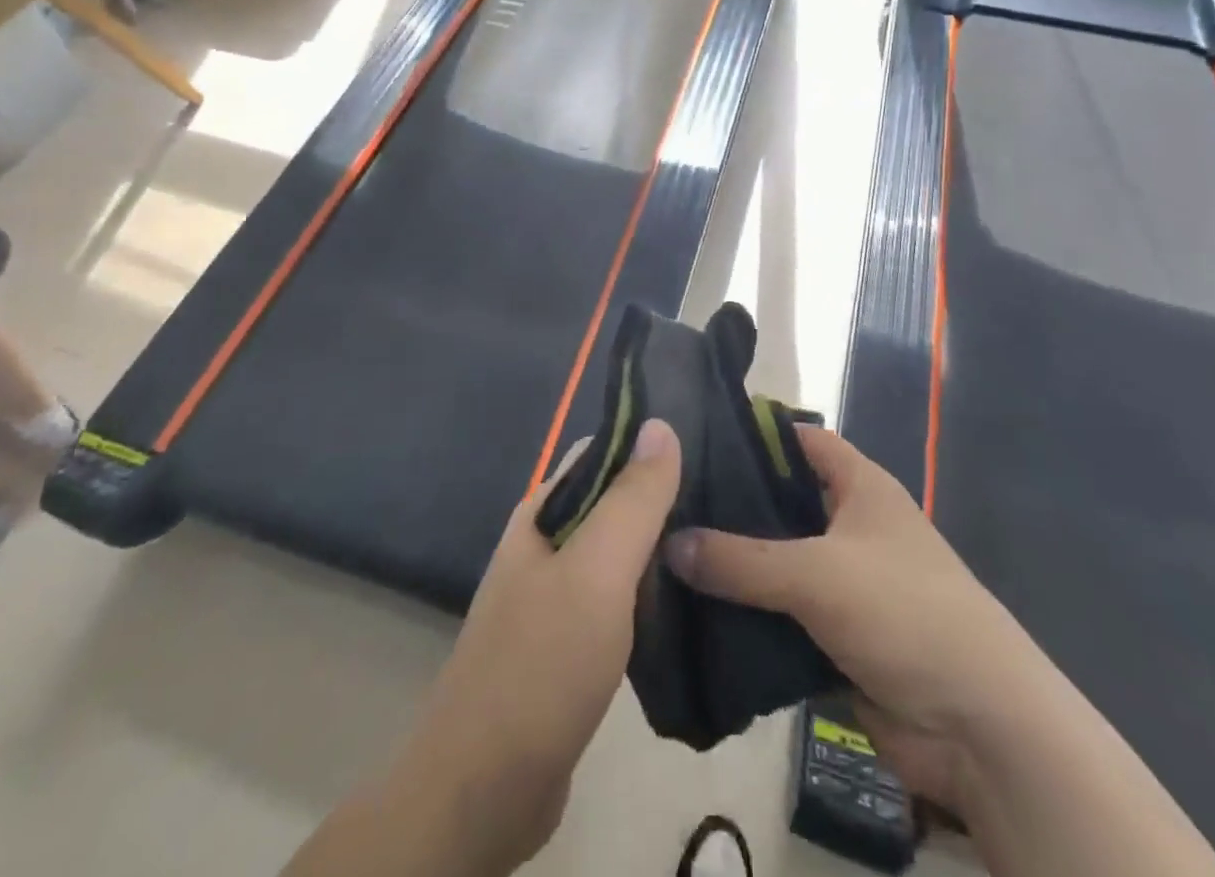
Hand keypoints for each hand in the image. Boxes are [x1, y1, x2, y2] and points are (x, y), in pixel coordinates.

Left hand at [395, 418, 682, 874]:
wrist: (483, 791)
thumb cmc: (542, 664)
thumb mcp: (596, 571)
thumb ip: (632, 499)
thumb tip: (660, 423)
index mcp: (543, 513)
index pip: (603, 453)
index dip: (651, 444)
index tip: (710, 446)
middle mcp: (546, 545)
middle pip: (613, 501)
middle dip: (664, 498)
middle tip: (730, 502)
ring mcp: (555, 596)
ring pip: (619, 553)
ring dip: (662, 548)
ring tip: (724, 544)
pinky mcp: (570, 644)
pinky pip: (618, 599)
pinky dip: (652, 594)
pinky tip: (692, 601)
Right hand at [664, 425, 1032, 805]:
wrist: (980, 728)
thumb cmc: (904, 613)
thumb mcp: (816, 574)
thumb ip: (740, 560)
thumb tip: (669, 542)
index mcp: (860, 487)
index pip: (800, 439)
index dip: (755, 433)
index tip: (696, 436)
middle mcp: (850, 526)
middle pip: (781, 503)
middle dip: (731, 506)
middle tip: (666, 501)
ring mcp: (844, 583)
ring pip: (776, 563)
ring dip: (733, 566)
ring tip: (665, 552)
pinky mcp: (836, 636)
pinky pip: (780, 615)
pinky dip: (746, 615)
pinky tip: (694, 613)